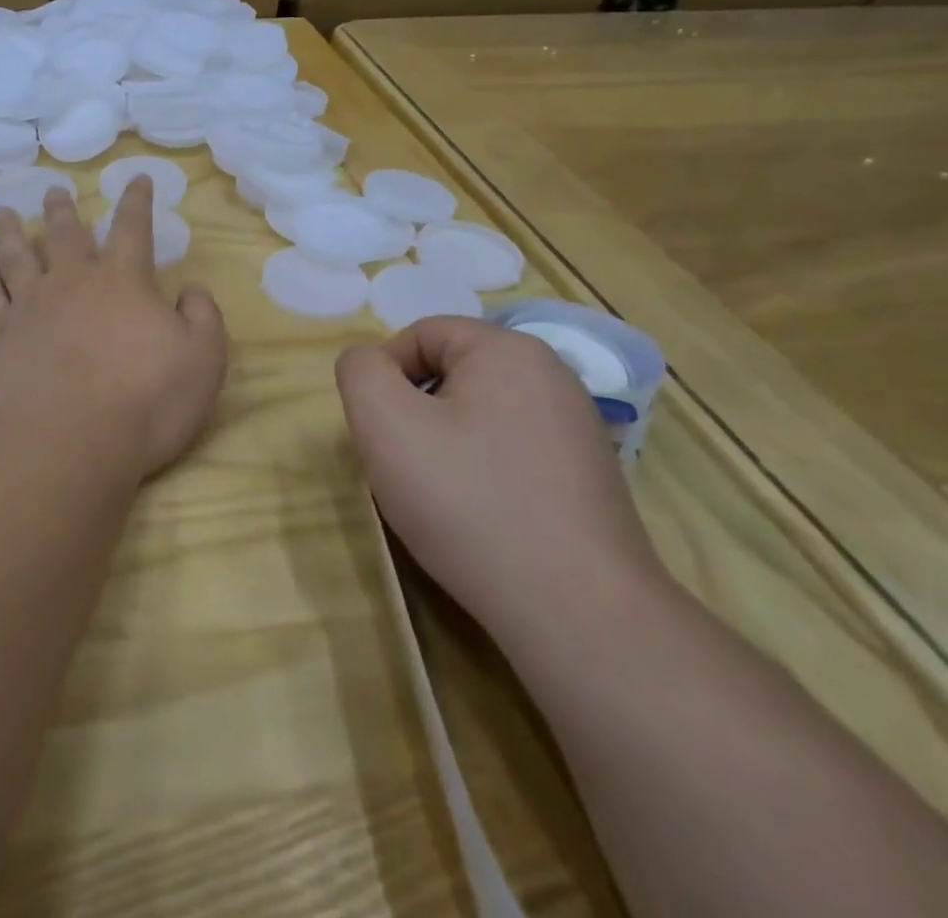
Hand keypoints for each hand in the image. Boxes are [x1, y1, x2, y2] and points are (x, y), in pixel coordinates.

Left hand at [0, 177, 227, 483]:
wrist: (68, 442)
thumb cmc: (146, 401)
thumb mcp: (203, 360)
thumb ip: (202, 317)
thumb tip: (192, 289)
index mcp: (123, 281)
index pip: (133, 228)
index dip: (137, 201)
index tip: (137, 178)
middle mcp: (72, 281)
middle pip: (66, 233)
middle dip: (63, 209)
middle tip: (54, 189)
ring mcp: (30, 305)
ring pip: (17, 254)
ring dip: (11, 231)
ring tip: (2, 211)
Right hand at [335, 316, 666, 652]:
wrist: (577, 612)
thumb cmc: (468, 501)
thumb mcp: (384, 422)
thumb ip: (360, 371)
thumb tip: (370, 364)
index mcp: (508, 350)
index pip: (421, 334)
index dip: (385, 375)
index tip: (379, 431)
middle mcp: (552, 376)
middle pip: (451, 372)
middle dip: (414, 411)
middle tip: (403, 464)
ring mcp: (577, 429)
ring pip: (478, 414)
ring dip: (444, 443)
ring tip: (439, 496)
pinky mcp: (588, 477)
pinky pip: (511, 451)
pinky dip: (482, 472)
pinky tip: (479, 517)